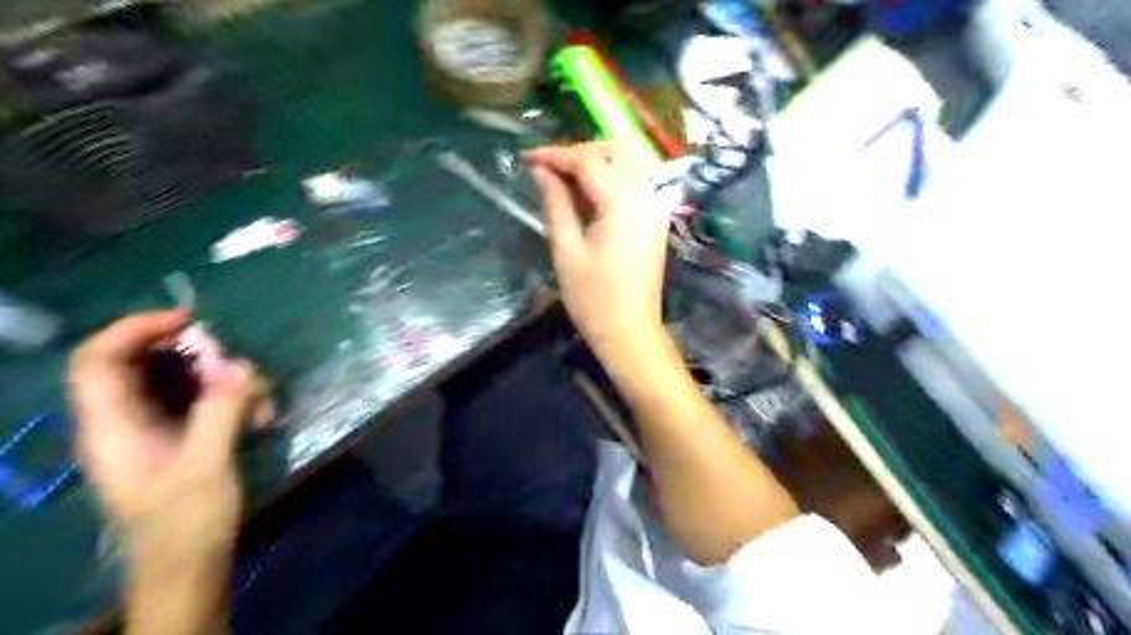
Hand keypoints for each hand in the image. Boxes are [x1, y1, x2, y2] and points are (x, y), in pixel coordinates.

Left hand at [66, 309, 268, 538]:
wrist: (189, 568)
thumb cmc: (185, 524)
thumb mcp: (205, 467)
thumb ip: (219, 412)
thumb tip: (241, 366)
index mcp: (110, 427)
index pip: (98, 360)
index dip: (133, 329)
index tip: (187, 321)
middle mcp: (124, 422)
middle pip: (139, 364)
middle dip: (188, 353)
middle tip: (233, 359)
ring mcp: (154, 431)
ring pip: (178, 382)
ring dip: (221, 380)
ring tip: (259, 395)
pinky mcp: (181, 440)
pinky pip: (202, 403)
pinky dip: (231, 400)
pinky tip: (261, 416)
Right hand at [522, 142, 669, 364]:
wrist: (630, 333)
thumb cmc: (593, 299)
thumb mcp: (566, 250)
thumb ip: (555, 204)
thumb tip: (540, 172)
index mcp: (622, 203)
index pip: (587, 161)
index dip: (553, 155)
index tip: (525, 158)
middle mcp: (646, 197)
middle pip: (617, 150)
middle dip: (581, 152)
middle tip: (550, 171)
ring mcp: (655, 208)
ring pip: (629, 163)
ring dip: (597, 163)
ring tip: (565, 183)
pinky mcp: (655, 221)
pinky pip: (635, 184)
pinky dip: (611, 180)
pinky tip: (588, 199)